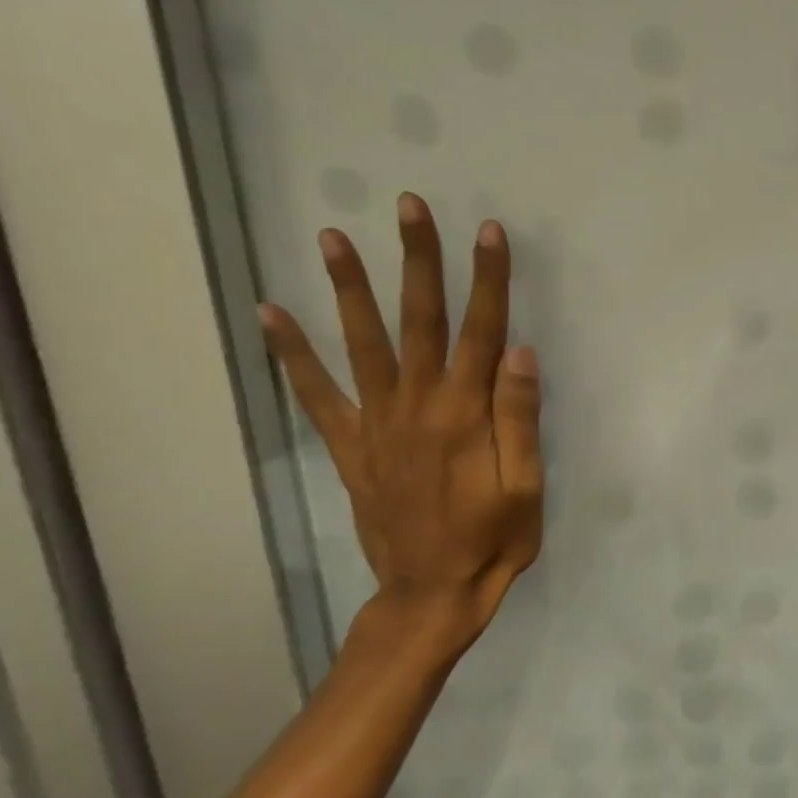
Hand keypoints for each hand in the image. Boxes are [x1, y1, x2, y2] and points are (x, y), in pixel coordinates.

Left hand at [258, 192, 544, 658]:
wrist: (433, 592)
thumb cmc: (494, 539)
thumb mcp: (526, 485)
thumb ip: (519, 417)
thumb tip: (518, 349)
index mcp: (467, 414)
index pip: (482, 331)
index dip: (488, 279)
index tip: (491, 232)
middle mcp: (417, 406)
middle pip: (418, 320)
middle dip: (418, 260)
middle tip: (409, 206)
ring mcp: (377, 424)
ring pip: (362, 343)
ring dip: (349, 288)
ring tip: (332, 236)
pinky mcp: (351, 447)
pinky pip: (316, 394)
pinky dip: (292, 354)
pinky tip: (272, 314)